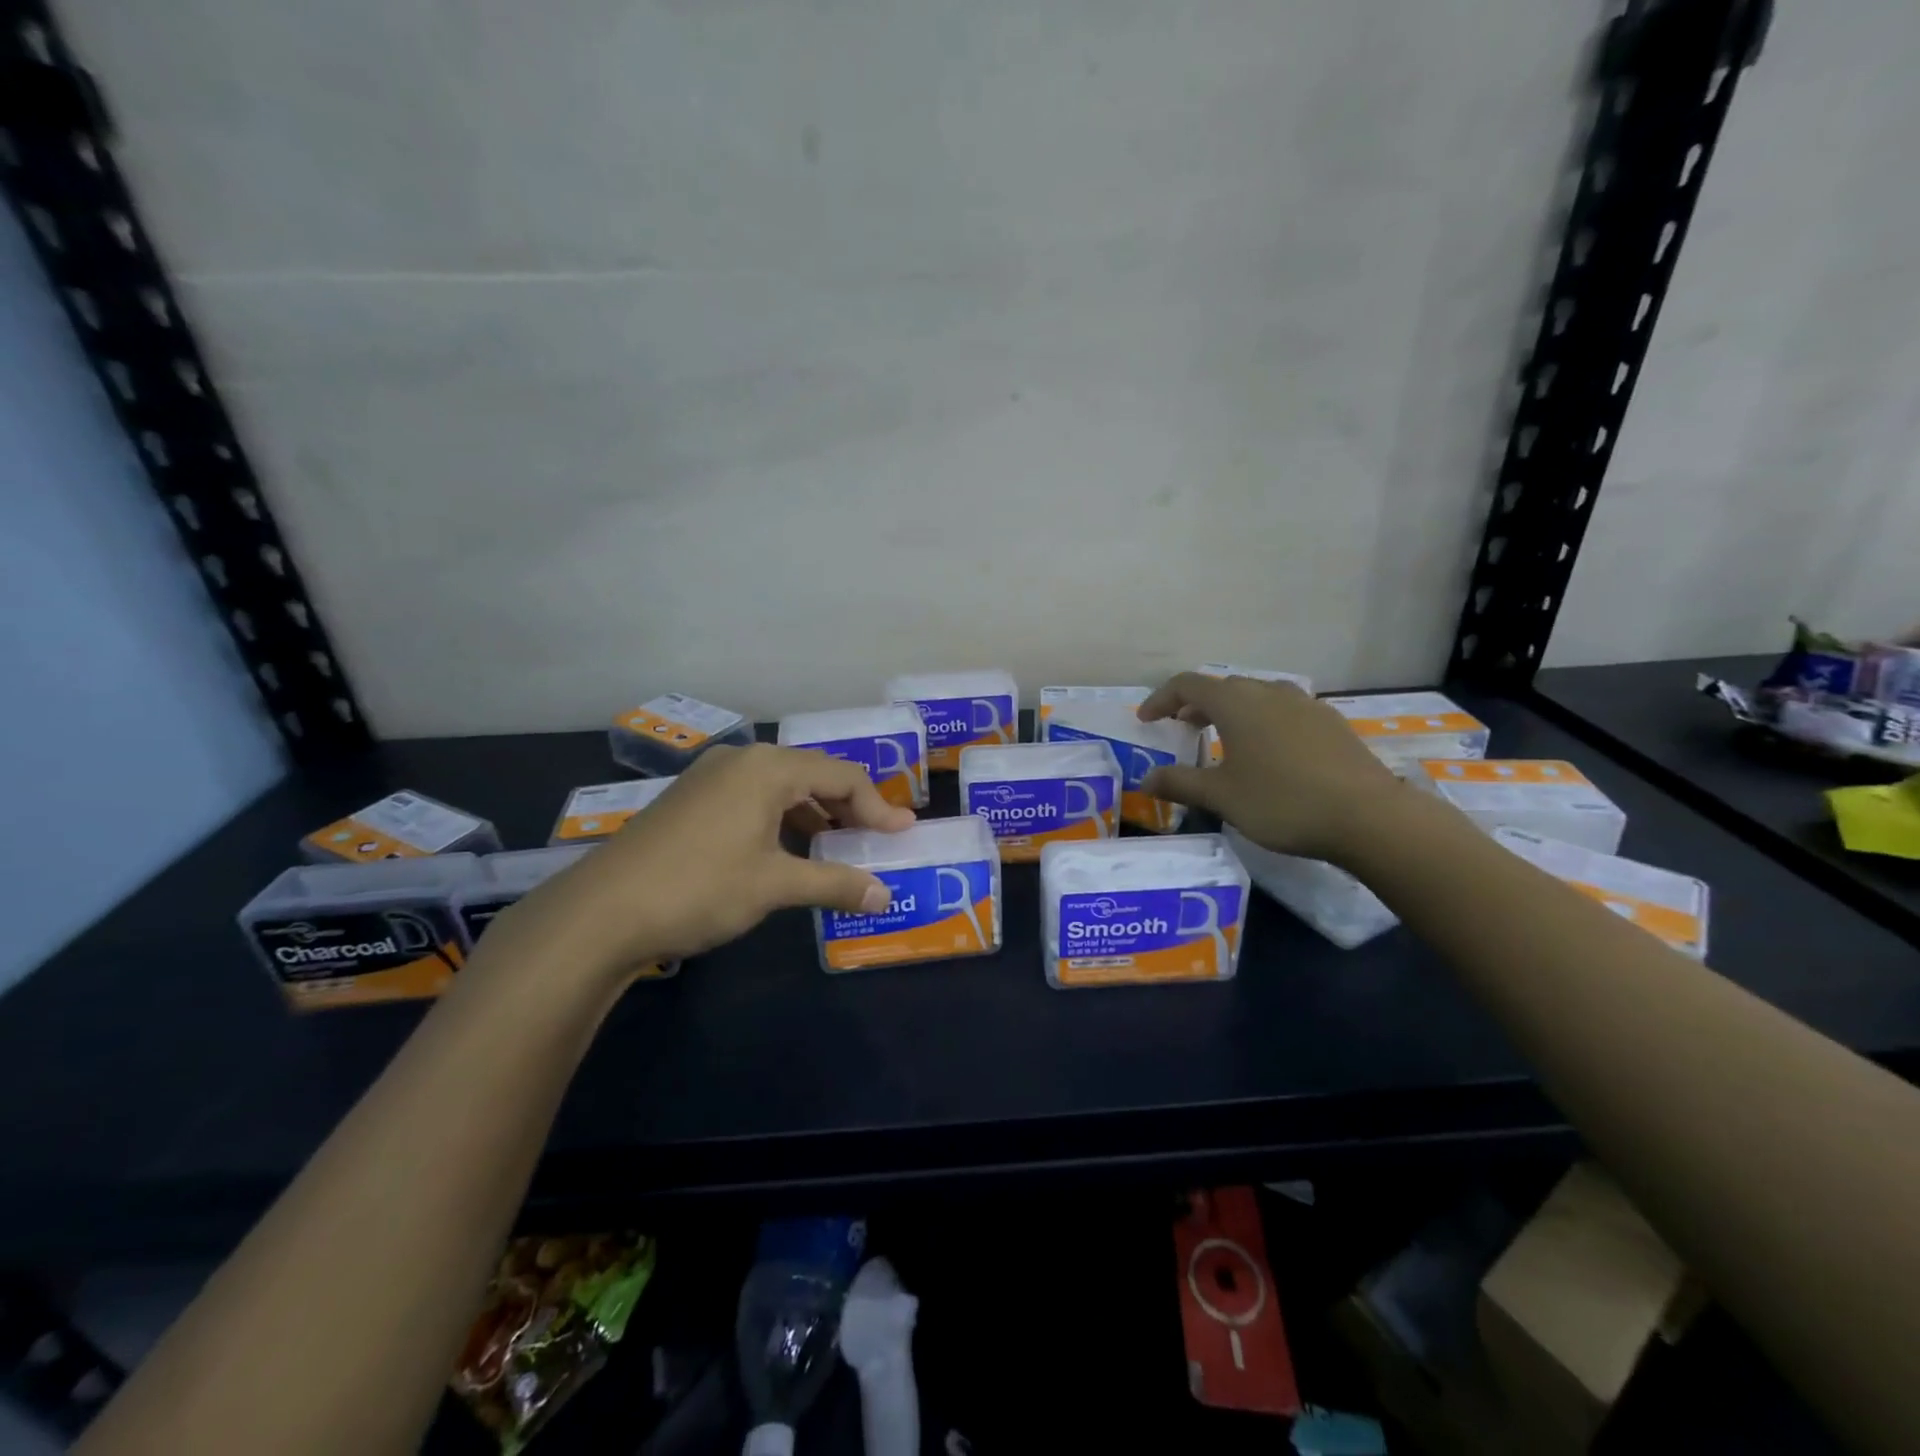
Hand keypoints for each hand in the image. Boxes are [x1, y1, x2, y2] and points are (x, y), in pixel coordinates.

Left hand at [485, 744, 914, 984]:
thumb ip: (835, 884)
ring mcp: (710, 777)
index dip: (878, 807)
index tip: (902, 835)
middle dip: (848, 808)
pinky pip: (752, 799)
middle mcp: (742, 760)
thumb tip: (885, 896)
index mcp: (769, 767)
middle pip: (812, 775)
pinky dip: (781, 820)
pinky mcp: (690, 800)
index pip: (842, 776)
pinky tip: (786, 851)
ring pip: (780, 787)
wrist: (601, 912)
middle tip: (874, 839)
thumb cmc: (700, 887)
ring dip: (814, 815)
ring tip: (836, 848)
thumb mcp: (775, 885)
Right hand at [1135, 672, 1401, 861]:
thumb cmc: (1282, 802)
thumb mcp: (1221, 796)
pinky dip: (1263, 721)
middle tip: (1182, 729)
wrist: (1367, 816)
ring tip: (1224, 739)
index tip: (1147, 720)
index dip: (1161, 699)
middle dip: (1196, 705)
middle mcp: (1269, 692)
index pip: (1187, 684)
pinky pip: (1284, 711)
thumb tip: (1146, 779)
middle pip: (1223, 687)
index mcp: (1236, 703)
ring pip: (1257, 697)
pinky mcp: (1331, 722)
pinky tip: (1269, 753)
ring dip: (1232, 711)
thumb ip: (1179, 783)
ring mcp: (1305, 704)